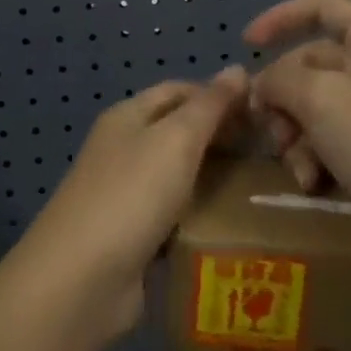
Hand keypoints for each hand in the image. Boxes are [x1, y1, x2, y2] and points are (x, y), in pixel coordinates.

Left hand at [8, 68, 247, 344]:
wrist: (80, 282)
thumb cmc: (131, 195)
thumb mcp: (176, 140)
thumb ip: (210, 105)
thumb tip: (238, 68)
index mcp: (128, 116)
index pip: (180, 90)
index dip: (219, 95)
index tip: (262, 112)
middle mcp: (125, 149)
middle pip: (180, 131)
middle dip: (221, 137)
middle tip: (269, 151)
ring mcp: (127, 195)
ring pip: (181, 176)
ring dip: (216, 179)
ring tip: (263, 188)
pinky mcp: (134, 238)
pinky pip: (176, 217)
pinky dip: (201, 218)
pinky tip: (234, 225)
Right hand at [245, 0, 350, 280]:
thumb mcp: (322, 99)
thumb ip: (280, 79)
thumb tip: (262, 85)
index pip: (322, 6)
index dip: (281, 18)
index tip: (247, 44)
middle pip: (309, 64)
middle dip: (283, 96)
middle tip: (268, 125)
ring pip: (311, 106)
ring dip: (294, 134)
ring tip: (296, 162)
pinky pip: (325, 139)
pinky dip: (312, 157)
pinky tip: (312, 182)